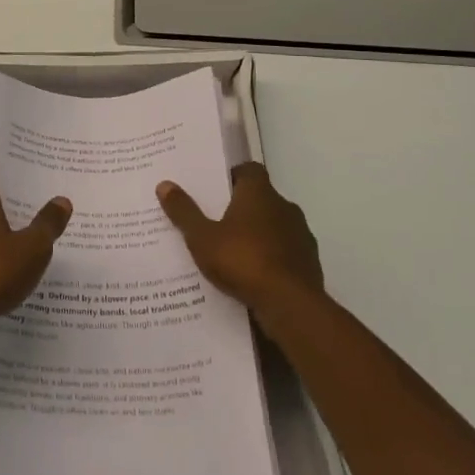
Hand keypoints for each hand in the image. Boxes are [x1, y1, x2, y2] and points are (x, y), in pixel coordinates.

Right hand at [157, 162, 325, 319]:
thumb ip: (184, 212)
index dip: (233, 176)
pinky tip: (253, 275)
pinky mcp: (309, 262)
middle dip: (241, 208)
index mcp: (259, 193)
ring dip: (258, 234)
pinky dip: (271, 257)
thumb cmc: (242, 260)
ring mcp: (301, 235)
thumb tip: (164, 184)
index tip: (215, 188)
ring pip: (275, 226)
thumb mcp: (202, 238)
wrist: (290, 304)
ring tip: (232, 252)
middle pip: (261, 198)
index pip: (249, 170)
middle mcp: (284, 207)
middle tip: (216, 221)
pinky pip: (284, 252)